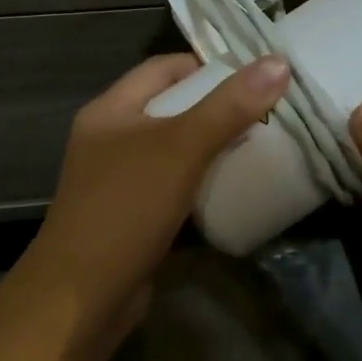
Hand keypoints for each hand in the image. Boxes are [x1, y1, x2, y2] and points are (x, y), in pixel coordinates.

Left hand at [24, 53, 291, 328]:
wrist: (82, 298)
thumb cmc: (126, 208)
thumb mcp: (180, 149)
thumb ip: (228, 107)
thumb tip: (279, 62)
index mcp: (110, 110)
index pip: (163, 68)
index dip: (207, 66)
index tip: (255, 77)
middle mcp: (110, 138)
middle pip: (170, 107)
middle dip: (216, 107)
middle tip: (268, 112)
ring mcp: (118, 179)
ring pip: (173, 148)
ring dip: (211, 145)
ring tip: (260, 145)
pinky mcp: (132, 215)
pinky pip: (172, 184)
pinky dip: (201, 180)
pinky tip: (234, 186)